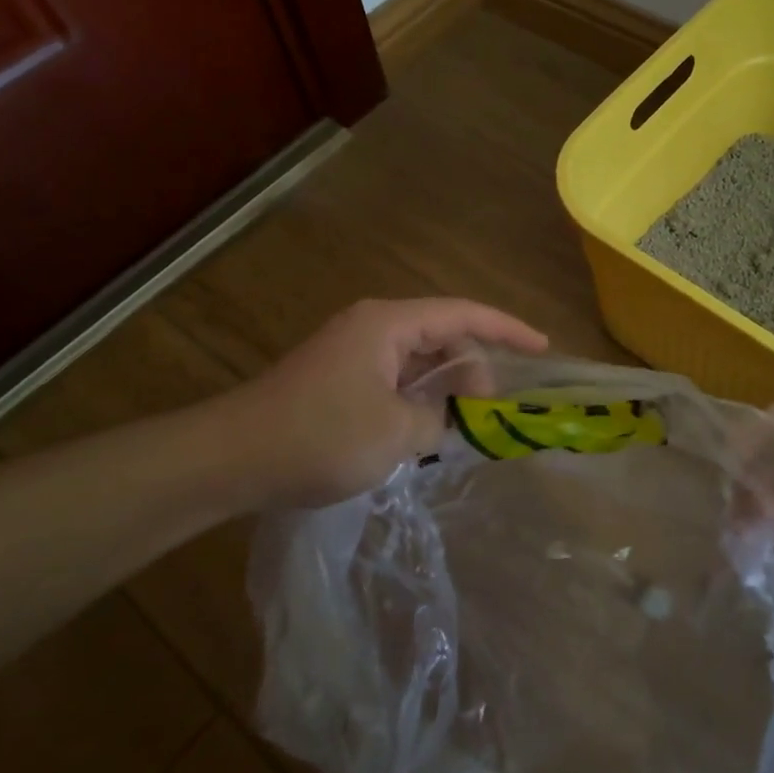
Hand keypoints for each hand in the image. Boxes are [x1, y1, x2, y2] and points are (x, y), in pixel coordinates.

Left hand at [209, 298, 547, 511]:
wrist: (231, 458)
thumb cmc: (320, 436)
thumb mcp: (396, 431)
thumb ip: (438, 418)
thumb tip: (446, 416)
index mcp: (388, 325)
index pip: (462, 314)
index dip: (507, 329)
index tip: (542, 348)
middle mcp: (371, 328)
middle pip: (440, 335)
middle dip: (473, 368)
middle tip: (490, 411)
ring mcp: (351, 353)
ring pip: (416, 362)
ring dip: (443, 389)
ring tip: (465, 425)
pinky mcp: (336, 380)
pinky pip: (393, 380)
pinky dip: (416, 400)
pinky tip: (424, 431)